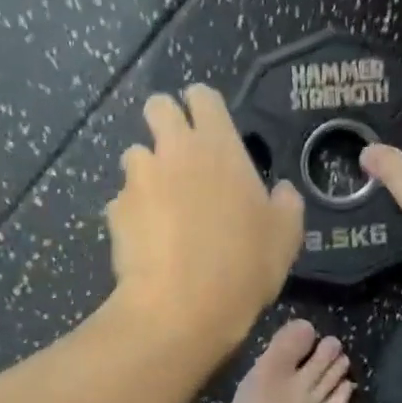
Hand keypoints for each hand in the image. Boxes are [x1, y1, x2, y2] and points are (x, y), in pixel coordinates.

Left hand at [106, 84, 303, 347]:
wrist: (183, 306)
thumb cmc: (244, 264)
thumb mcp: (286, 235)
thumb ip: (285, 203)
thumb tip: (281, 191)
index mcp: (218, 145)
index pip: (202, 96)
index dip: (202, 104)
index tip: (208, 123)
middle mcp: (174, 149)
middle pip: (158, 107)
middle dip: (165, 119)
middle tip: (180, 152)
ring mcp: (139, 178)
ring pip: (135, 154)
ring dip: (148, 170)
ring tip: (163, 205)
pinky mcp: (116, 209)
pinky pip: (123, 200)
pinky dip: (134, 212)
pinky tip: (148, 240)